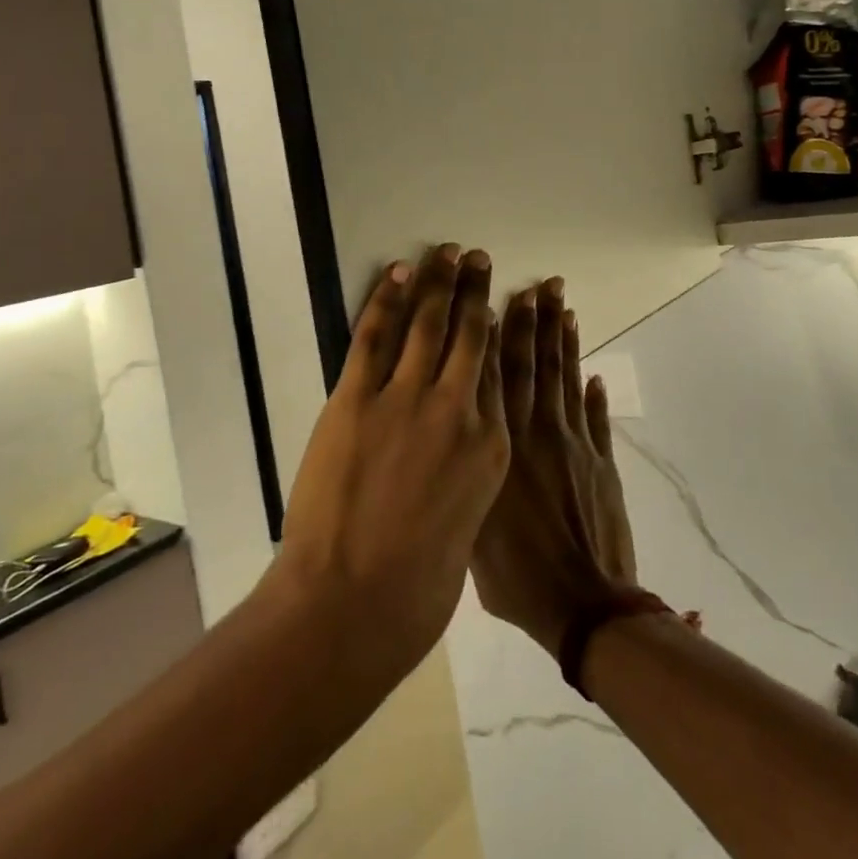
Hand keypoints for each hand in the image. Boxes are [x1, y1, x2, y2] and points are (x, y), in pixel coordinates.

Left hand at [273, 244, 509, 678]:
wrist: (355, 606)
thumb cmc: (419, 586)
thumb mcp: (468, 523)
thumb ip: (470, 477)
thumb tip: (463, 451)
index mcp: (492, 445)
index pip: (499, 370)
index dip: (500, 329)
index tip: (502, 302)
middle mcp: (459, 411)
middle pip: (473, 335)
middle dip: (475, 290)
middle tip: (478, 257)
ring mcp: (408, 401)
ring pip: (429, 324)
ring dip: (438, 281)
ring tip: (446, 251)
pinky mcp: (357, 401)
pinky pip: (376, 337)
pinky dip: (387, 300)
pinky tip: (398, 273)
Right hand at [471, 277, 637, 659]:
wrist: (583, 606)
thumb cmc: (515, 578)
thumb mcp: (472, 531)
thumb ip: (468, 478)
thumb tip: (457, 440)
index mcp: (501, 447)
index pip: (498, 377)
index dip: (498, 336)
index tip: (499, 300)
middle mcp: (538, 434)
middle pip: (535, 366)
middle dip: (535, 322)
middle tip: (539, 285)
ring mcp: (574, 444)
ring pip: (566, 380)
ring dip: (564, 342)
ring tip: (564, 306)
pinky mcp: (601, 461)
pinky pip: (596, 418)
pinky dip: (594, 394)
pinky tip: (593, 371)